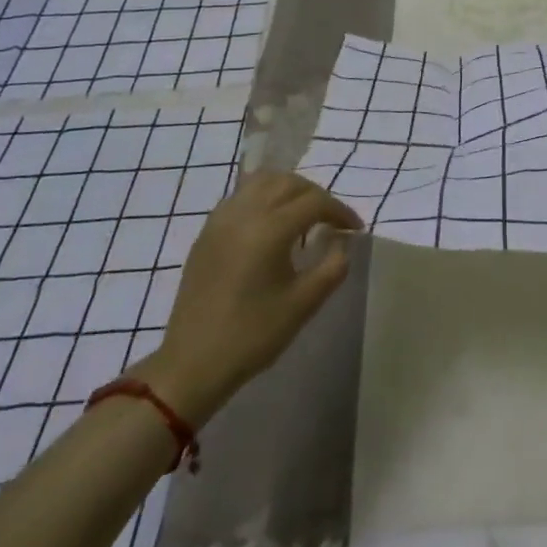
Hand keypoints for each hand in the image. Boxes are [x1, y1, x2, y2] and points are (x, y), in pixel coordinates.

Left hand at [134, 171, 362, 424]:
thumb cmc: (252, 335)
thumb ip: (333, 267)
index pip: (315, 202)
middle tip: (331, 220)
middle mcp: (244, 213)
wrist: (192, 365)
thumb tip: (341, 243)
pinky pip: (240, 196)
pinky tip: (270, 222)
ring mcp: (221, 220)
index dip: (340, 211)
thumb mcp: (304, 304)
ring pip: (262, 181)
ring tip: (302, 214)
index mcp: (269, 229)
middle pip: (289, 183)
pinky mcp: (207, 233)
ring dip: (288, 189)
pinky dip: (263, 196)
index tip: (354, 229)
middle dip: (316, 196)